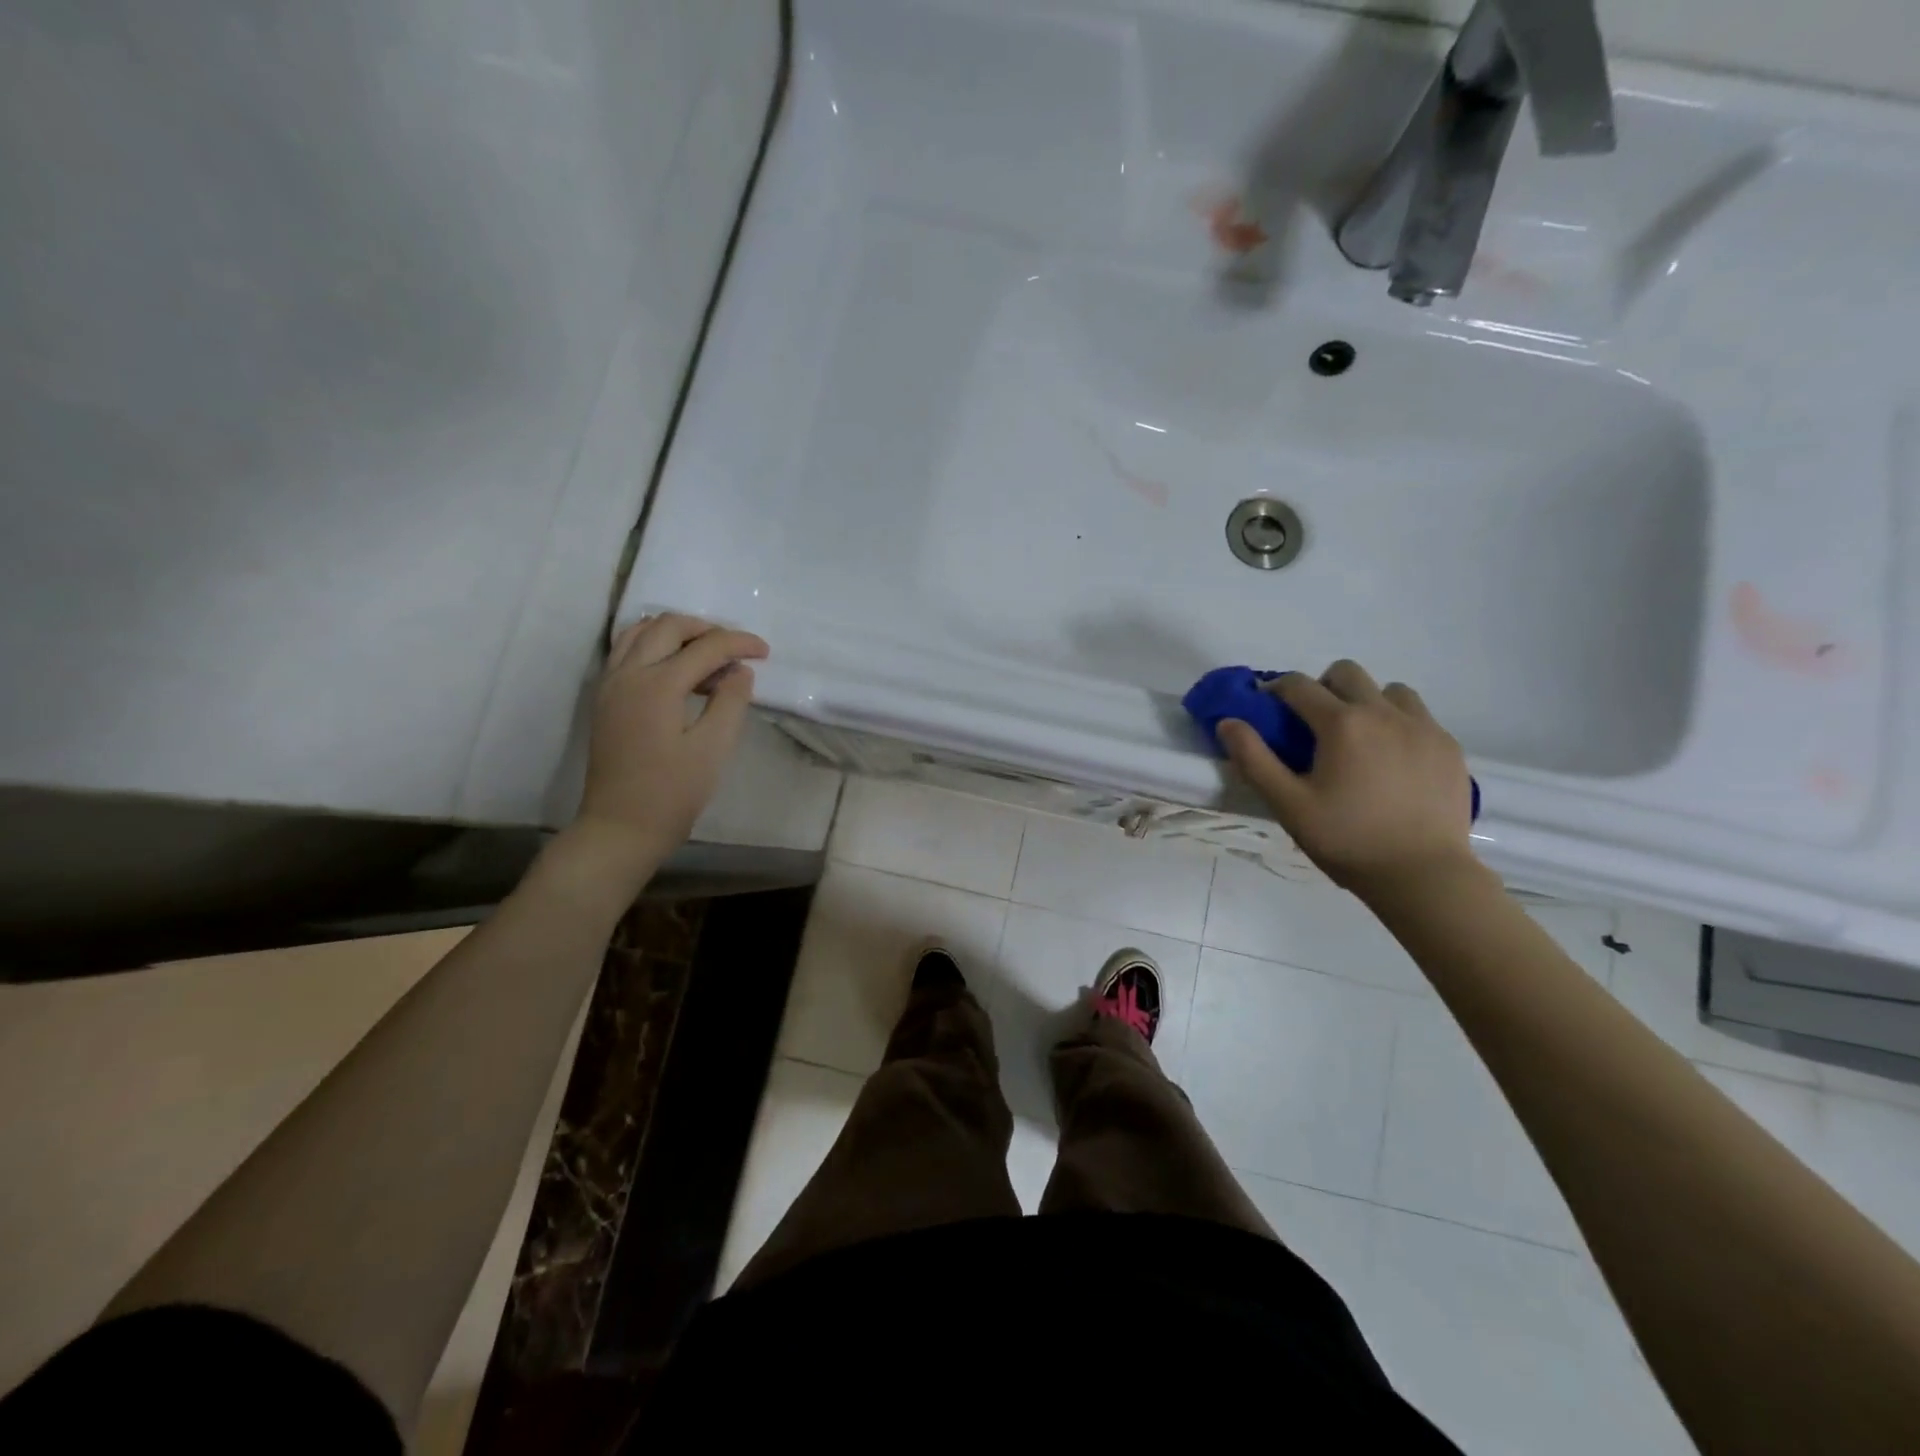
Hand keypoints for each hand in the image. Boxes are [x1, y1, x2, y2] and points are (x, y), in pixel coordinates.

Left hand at [568, 613, 769, 879]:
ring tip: (708, 657)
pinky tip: (677, 671)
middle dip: (708, 629)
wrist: (620, 828)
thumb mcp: (713, 749)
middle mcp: (628, 674)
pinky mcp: (605, 698)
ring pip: (641, 632)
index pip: (706, 647)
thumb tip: (740, 671)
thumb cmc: (672, 794)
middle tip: (736, 651)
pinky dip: (654, 646)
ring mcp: (610, 684)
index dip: (740, 643)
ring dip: (678, 634)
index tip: (765, 653)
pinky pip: (626, 651)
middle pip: (669, 626)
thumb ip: (730, 702)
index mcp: (658, 685)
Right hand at [1217, 660, 1475, 898]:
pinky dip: (1398, 723)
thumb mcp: (1288, 804)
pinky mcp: (1448, 746)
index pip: (1298, 685)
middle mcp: (1383, 712)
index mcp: (1341, 723)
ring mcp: (1423, 727)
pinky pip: (1418, 716)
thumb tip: (1228, 722)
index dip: (1275, 690)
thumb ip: (1254, 758)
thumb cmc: (1347, 839)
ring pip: (1388, 690)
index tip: (1267, 708)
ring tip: (1359, 739)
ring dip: (1366, 701)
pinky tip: (1392, 759)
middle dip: (1322, 687)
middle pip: (1346, 672)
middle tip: (1314, 724)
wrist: (1423, 874)